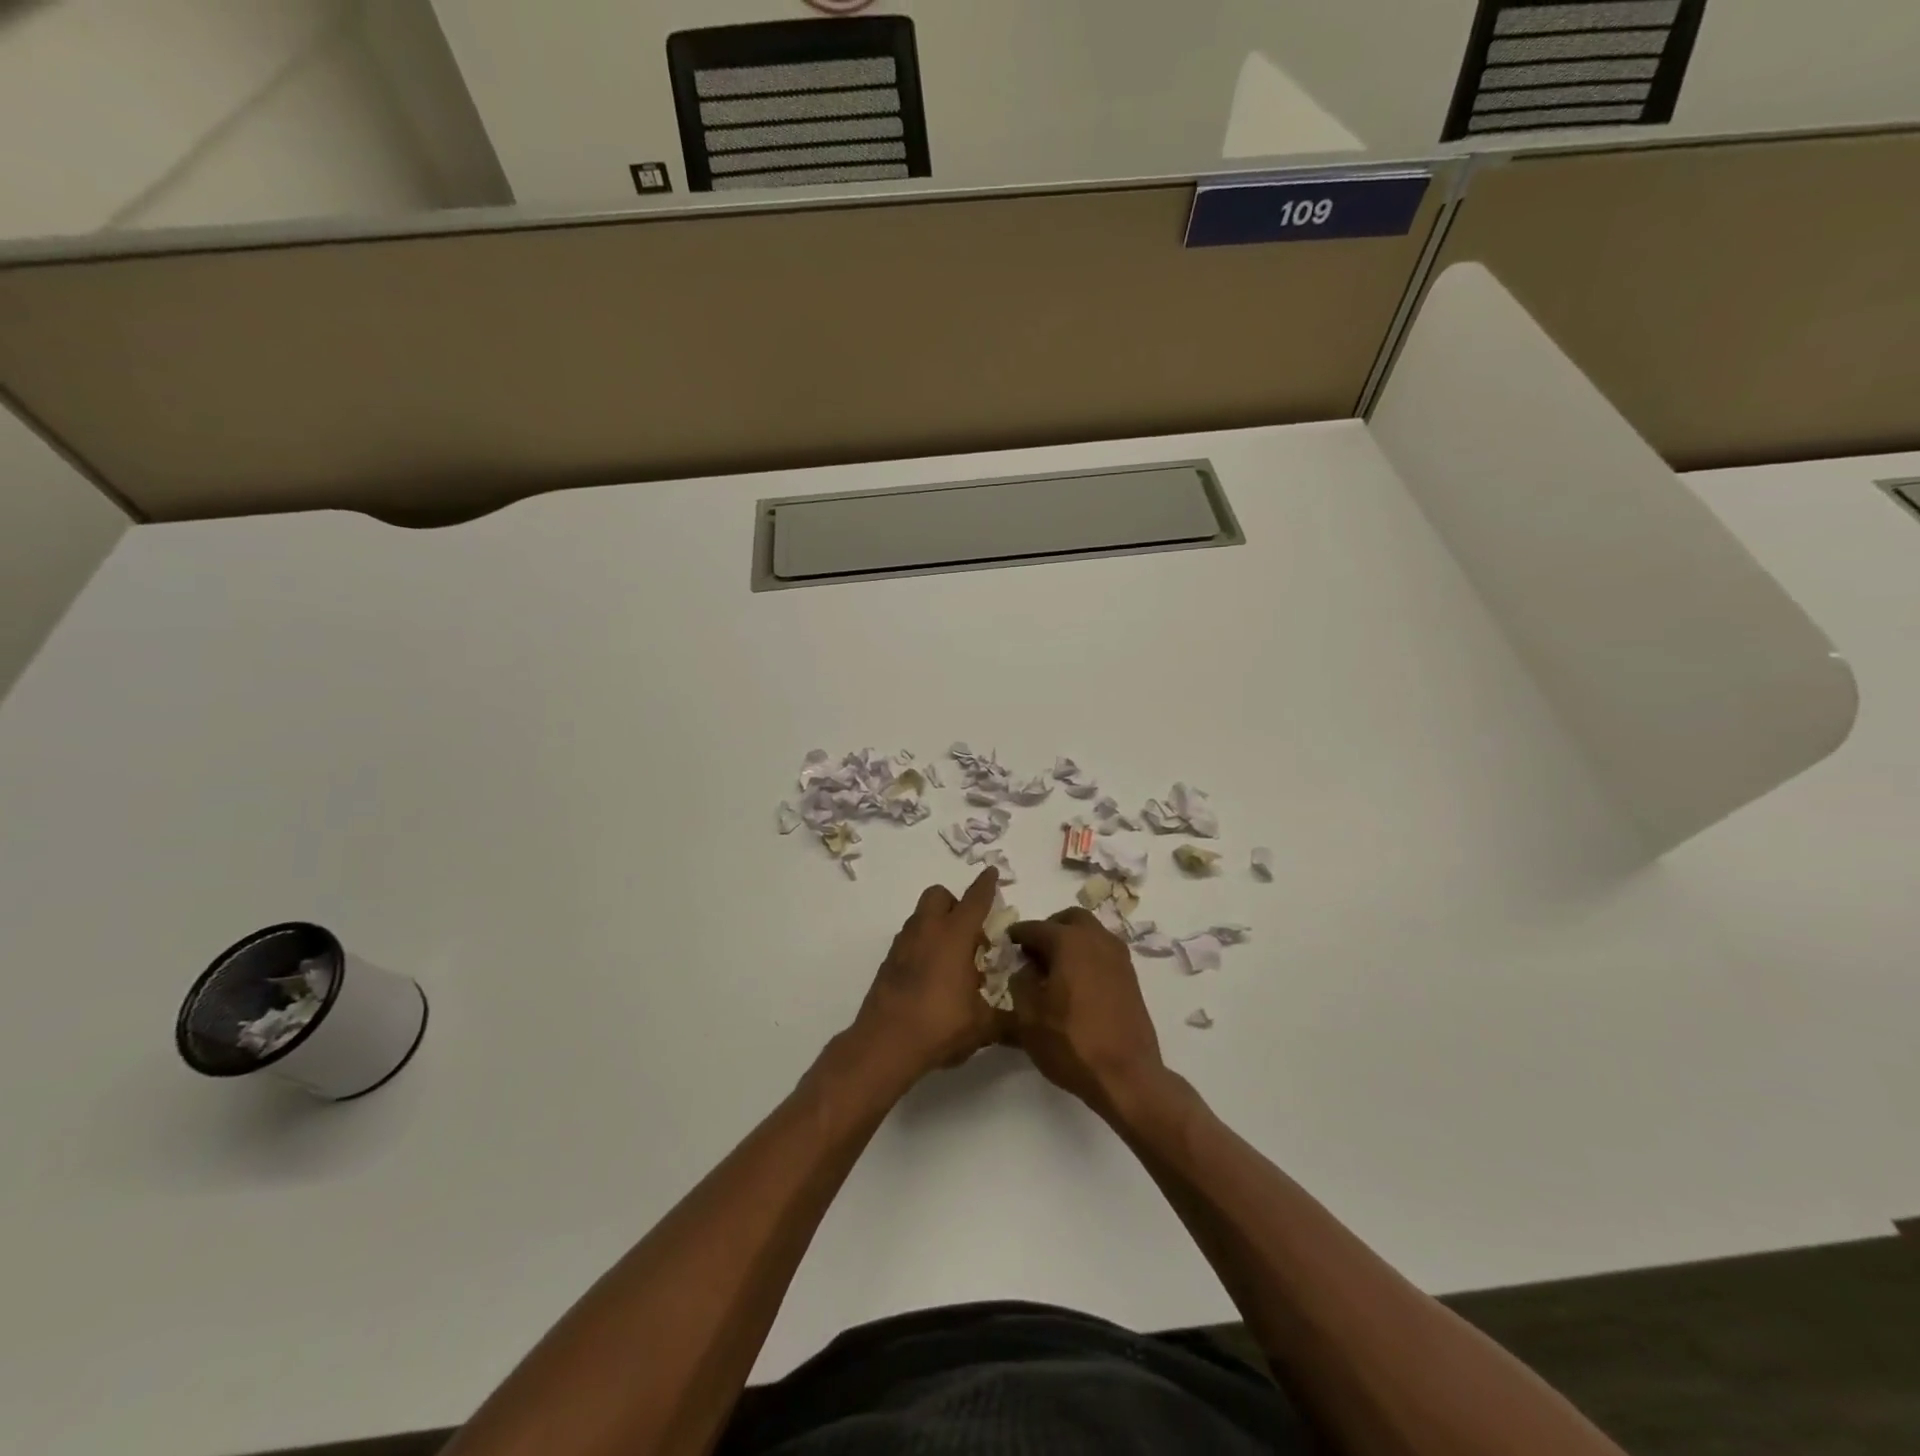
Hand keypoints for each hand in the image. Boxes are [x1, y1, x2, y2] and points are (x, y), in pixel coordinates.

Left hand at [848, 868, 1003, 1088]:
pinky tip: (933, 977)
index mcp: (954, 936)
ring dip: (938, 925)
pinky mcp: (888, 962)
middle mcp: (927, 931)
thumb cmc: (940, 1026)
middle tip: (971, 935)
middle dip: (956, 904)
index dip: (986, 885)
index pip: (975, 900)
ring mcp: (903, 944)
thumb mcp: (982, 1026)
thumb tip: (1021, 1021)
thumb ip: (1004, 1017)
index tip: (991, 872)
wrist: (884, 1044)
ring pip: (921, 916)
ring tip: (953, 961)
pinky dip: (923, 945)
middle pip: (939, 896)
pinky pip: (910, 939)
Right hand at [1007, 908, 1165, 1118]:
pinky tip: (1077, 984)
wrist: (1126, 1076)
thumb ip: (1020, 982)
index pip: (1035, 927)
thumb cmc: (1071, 1043)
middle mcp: (1096, 939)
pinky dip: (1088, 956)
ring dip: (1072, 941)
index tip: (1006, 945)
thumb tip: (1027, 968)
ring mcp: (1118, 957)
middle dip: (1050, 929)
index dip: (1017, 935)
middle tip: (1034, 953)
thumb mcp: (1028, 1016)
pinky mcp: (1131, 977)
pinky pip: (1104, 952)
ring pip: (1091, 933)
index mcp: (1069, 941)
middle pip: (1070, 919)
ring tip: (1055, 970)